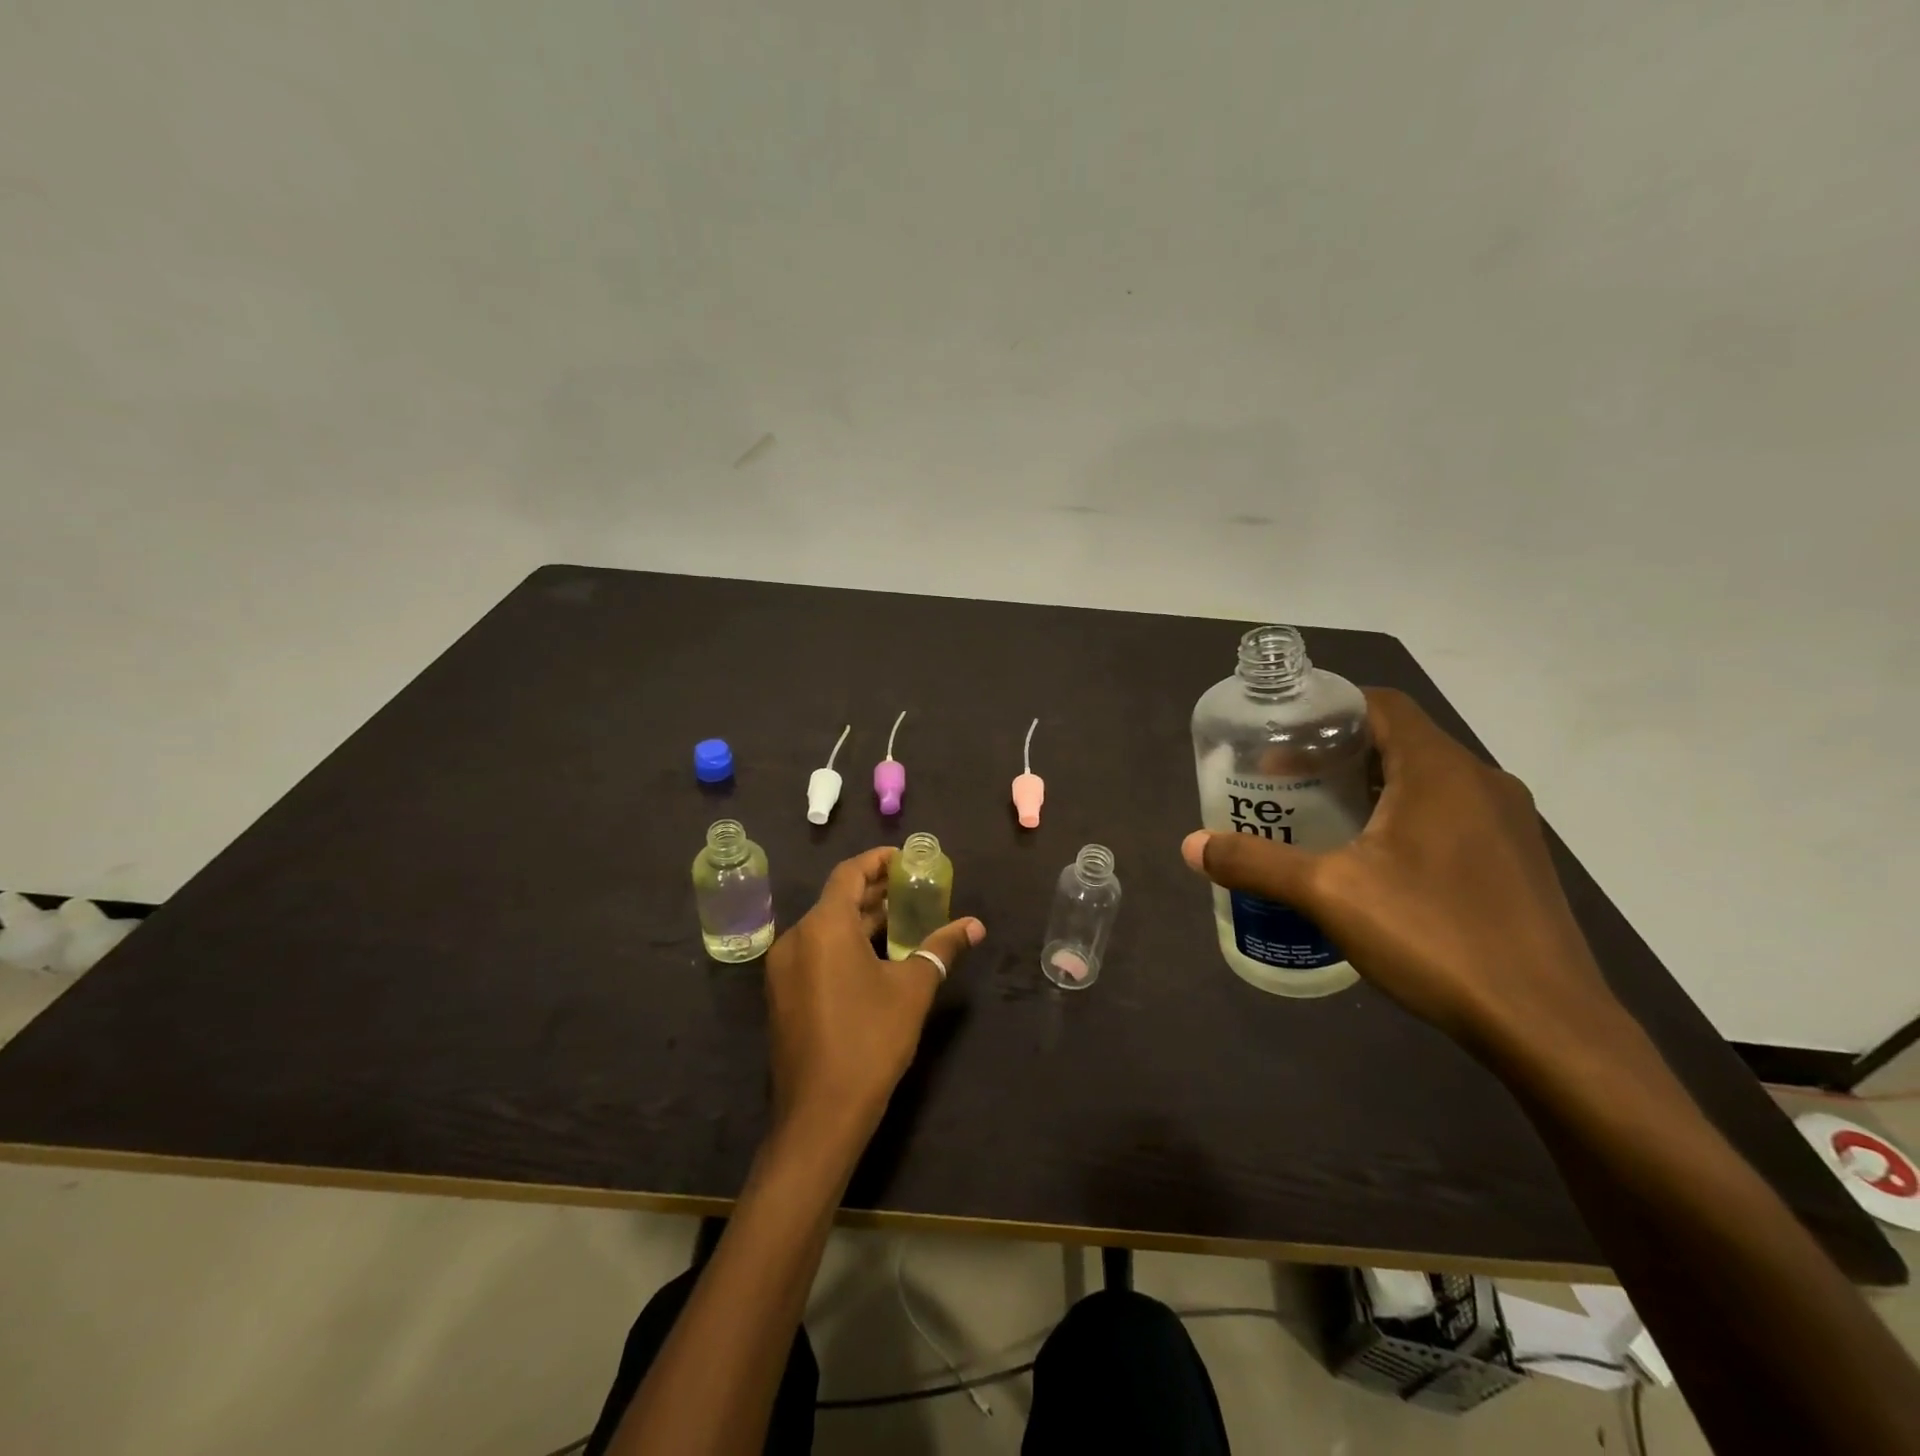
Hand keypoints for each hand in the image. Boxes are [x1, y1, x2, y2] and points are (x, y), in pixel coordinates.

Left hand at [764, 847, 984, 1138]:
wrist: (820, 1115)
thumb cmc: (870, 1041)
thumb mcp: (913, 989)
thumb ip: (942, 948)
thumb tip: (975, 925)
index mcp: (823, 927)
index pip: (849, 873)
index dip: (878, 861)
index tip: (906, 859)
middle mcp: (796, 938)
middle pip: (837, 899)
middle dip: (875, 891)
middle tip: (914, 888)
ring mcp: (784, 969)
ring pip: (825, 927)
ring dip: (861, 919)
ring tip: (902, 919)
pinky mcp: (782, 994)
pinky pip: (815, 952)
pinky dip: (844, 943)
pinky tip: (875, 957)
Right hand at [1182, 688, 1617, 1056]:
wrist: (1547, 1027)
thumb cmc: (1434, 937)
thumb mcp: (1328, 895)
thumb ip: (1256, 863)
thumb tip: (1190, 846)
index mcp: (1440, 770)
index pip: (1380, 704)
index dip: (1328, 710)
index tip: (1281, 736)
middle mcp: (1482, 782)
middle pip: (1400, 741)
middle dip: (1339, 754)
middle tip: (1285, 781)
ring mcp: (1508, 825)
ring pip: (1427, 782)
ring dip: (1372, 788)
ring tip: (1320, 819)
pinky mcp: (1517, 863)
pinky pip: (1450, 817)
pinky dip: (1405, 819)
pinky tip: (1374, 866)